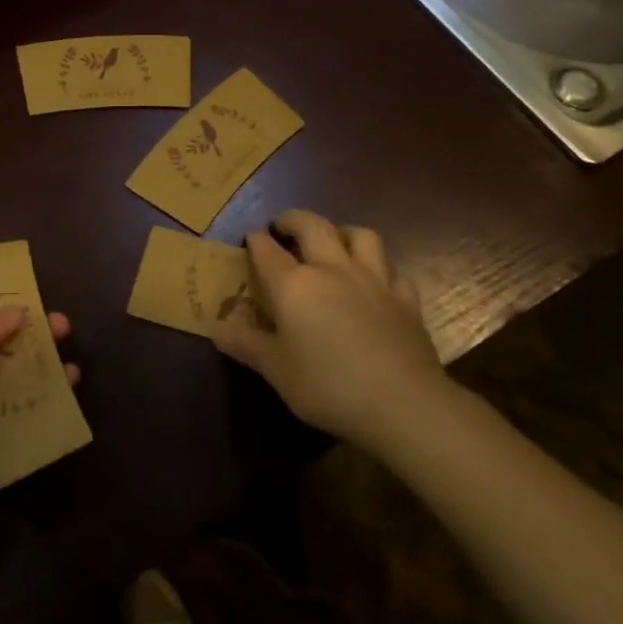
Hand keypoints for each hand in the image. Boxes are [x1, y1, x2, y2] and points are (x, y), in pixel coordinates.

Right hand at [212, 210, 448, 452]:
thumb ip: (246, 344)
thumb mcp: (275, 370)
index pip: (266, 249)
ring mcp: (373, 280)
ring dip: (342, 231)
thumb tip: (217, 328)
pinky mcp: (406, 299)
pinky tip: (374, 281)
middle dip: (293, 220)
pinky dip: (379, 268)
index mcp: (294, 284)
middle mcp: (332, 269)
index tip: (249, 239)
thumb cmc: (327, 385)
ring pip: (361, 236)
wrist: (403, 404)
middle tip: (282, 226)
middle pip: (313, 226)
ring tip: (332, 241)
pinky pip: (392, 270)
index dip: (254, 240)